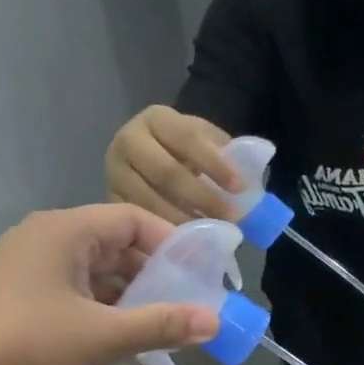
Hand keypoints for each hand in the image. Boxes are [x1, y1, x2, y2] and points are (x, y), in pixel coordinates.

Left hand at [0, 204, 217, 364]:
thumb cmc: (29, 347)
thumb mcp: (104, 337)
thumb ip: (161, 326)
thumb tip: (215, 321)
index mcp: (64, 233)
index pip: (131, 220)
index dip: (172, 242)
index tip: (204, 273)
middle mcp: (46, 243)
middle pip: (115, 247)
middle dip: (156, 275)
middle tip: (192, 305)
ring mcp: (30, 274)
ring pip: (97, 276)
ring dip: (133, 298)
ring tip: (166, 327)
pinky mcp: (23, 305)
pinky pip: (78, 298)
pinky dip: (107, 313)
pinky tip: (126, 340)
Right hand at [104, 106, 243, 224]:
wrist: (145, 163)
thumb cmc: (183, 154)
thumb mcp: (203, 142)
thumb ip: (225, 154)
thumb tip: (253, 183)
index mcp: (156, 119)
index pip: (187, 138)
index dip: (215, 164)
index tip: (240, 188)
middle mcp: (128, 141)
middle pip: (166, 172)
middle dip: (203, 198)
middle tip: (231, 219)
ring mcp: (115, 173)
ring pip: (150, 201)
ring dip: (184, 222)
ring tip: (212, 236)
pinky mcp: (110, 201)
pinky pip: (138, 222)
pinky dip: (163, 234)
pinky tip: (186, 244)